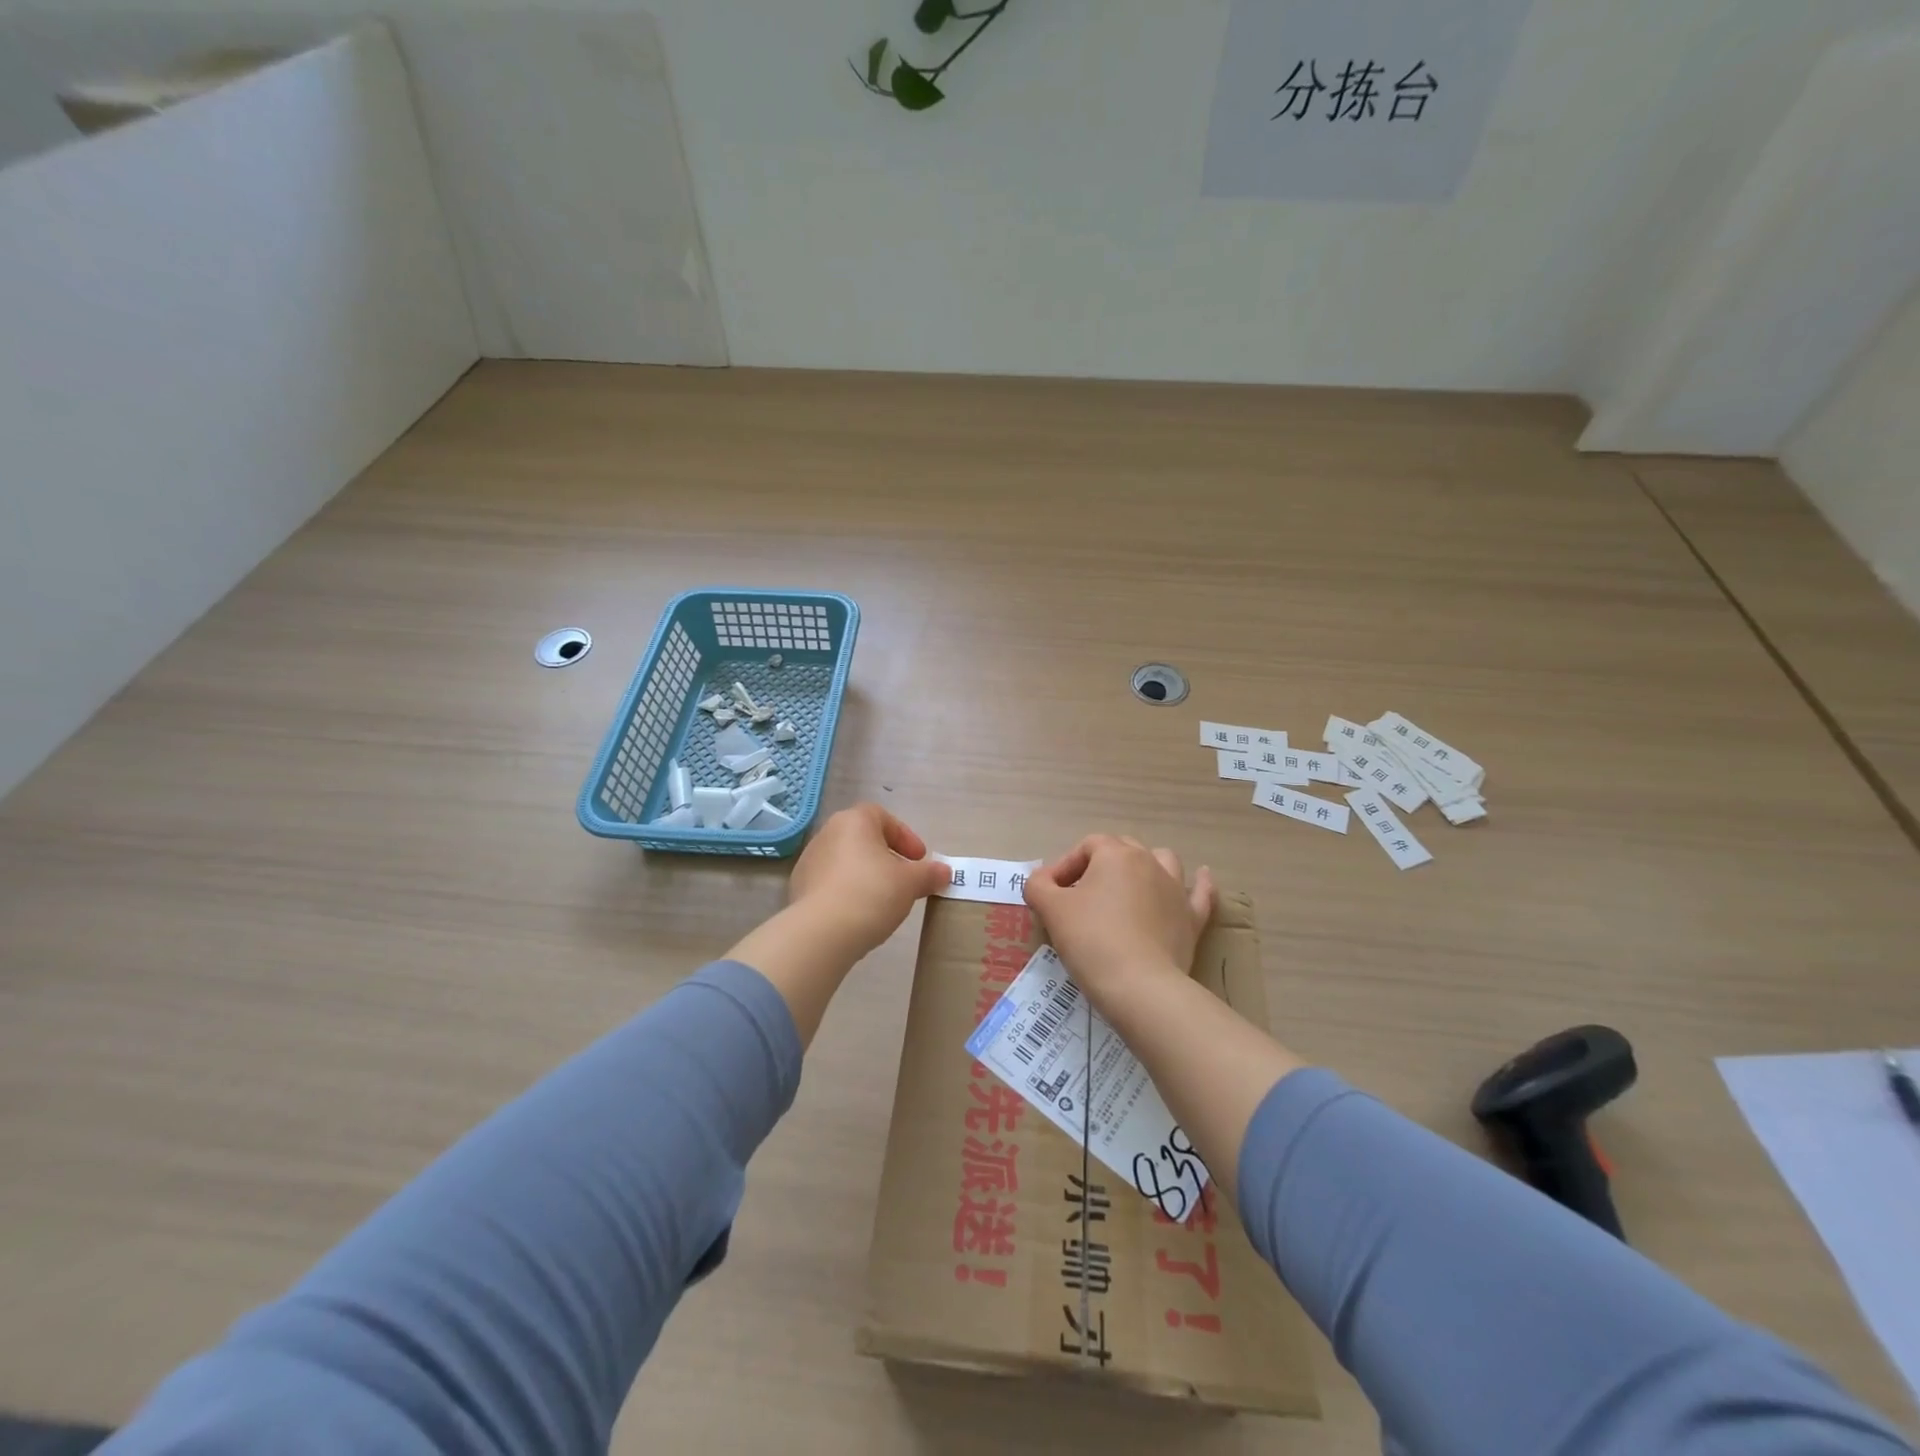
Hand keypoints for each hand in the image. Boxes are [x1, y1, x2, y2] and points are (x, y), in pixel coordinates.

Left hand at [785, 803, 949, 959]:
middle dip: (886, 857)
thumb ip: (929, 874)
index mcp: (854, 821)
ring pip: (846, 862)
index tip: (919, 860)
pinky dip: (848, 892)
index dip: (905, 836)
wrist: (822, 932)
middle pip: (863, 839)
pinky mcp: (799, 888)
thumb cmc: (872, 893)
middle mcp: (827, 834)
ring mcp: (809, 861)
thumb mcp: (911, 883)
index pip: (883, 817)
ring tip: (883, 900)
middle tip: (904, 879)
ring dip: (866, 875)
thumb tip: (944, 872)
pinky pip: (831, 883)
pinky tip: (860, 914)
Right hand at [1023, 836, 1214, 1006]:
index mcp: (1115, 855)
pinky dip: (1200, 884)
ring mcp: (1176, 889)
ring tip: (1130, 884)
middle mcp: (1149, 862)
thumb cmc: (1091, 940)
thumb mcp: (1051, 910)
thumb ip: (1038, 886)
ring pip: (1163, 861)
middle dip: (1100, 865)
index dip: (1065, 866)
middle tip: (1080, 896)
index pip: (1086, 846)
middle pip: (1123, 849)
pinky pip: (1200, 893)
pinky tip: (1202, 876)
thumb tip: (1041, 881)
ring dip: (1145, 866)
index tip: (1051, 895)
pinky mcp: (1192, 918)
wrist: (1139, 986)